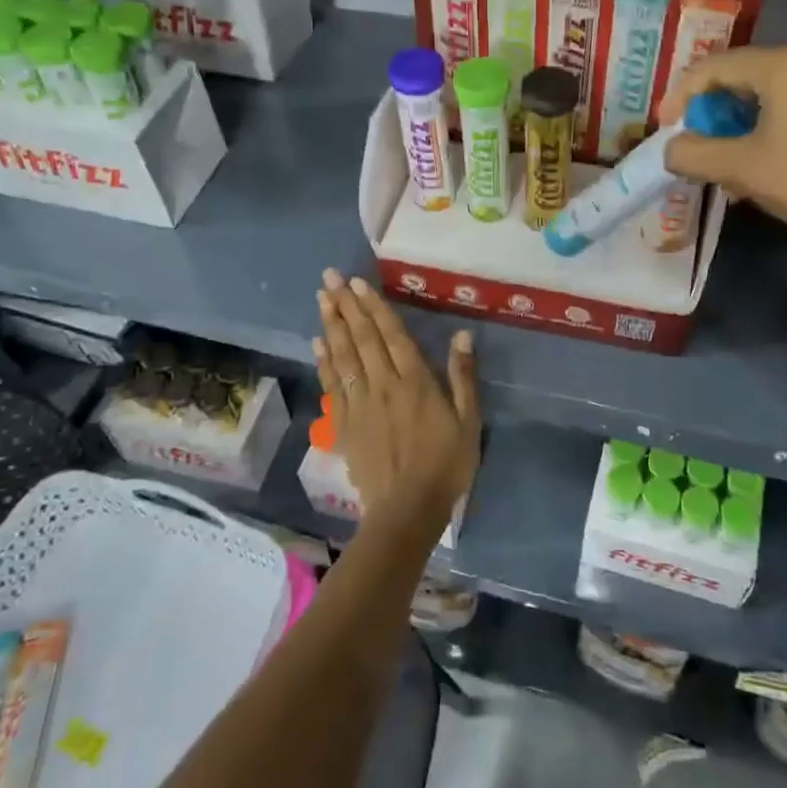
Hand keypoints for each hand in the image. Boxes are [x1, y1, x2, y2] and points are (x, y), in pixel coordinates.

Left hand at [311, 269, 480, 525]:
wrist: (408, 510)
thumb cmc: (446, 464)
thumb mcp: (468, 421)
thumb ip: (463, 377)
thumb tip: (462, 334)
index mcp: (414, 381)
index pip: (391, 334)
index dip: (374, 307)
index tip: (357, 282)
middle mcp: (382, 385)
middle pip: (361, 338)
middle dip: (346, 305)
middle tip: (329, 277)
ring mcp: (359, 404)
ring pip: (342, 357)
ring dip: (331, 325)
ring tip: (322, 299)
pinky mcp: (344, 424)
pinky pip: (331, 386)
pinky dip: (324, 362)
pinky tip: (317, 344)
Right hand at [661, 44, 786, 253]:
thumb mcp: (740, 168)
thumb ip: (693, 154)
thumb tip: (671, 149)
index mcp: (784, 64)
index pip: (713, 68)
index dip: (680, 98)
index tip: (665, 132)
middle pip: (742, 78)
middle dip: (710, 113)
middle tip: (694, 146)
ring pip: (769, 96)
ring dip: (737, 126)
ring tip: (724, 161)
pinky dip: (767, 130)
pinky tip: (762, 164)